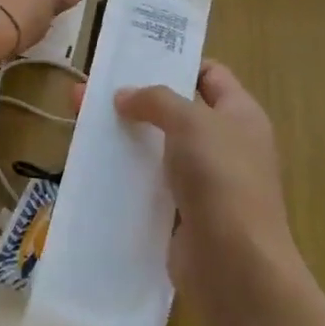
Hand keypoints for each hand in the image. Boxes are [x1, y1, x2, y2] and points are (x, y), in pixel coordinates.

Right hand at [108, 61, 296, 291]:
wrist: (234, 264)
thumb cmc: (220, 177)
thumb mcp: (190, 121)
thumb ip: (156, 100)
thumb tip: (124, 96)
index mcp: (240, 114)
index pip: (210, 74)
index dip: (176, 63)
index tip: (135, 60)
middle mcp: (226, 144)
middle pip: (177, 111)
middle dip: (138, 101)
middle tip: (94, 92)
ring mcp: (205, 182)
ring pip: (159, 149)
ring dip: (127, 138)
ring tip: (84, 125)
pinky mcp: (183, 214)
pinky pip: (151, 185)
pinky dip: (127, 175)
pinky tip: (94, 166)